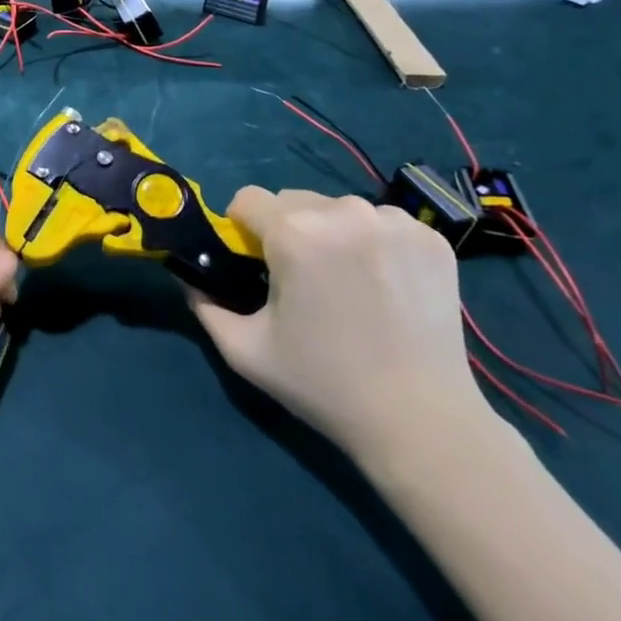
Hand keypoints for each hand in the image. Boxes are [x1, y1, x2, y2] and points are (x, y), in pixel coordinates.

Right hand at [186, 187, 489, 459]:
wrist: (421, 422)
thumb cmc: (323, 384)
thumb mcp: (245, 350)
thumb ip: (204, 305)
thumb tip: (189, 278)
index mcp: (293, 233)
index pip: (246, 199)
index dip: (241, 228)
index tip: (254, 263)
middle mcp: (343, 211)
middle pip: (292, 200)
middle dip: (286, 230)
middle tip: (302, 280)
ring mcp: (393, 221)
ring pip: (337, 209)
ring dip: (330, 233)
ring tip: (346, 284)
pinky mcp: (430, 237)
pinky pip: (381, 222)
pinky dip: (372, 242)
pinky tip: (383, 285)